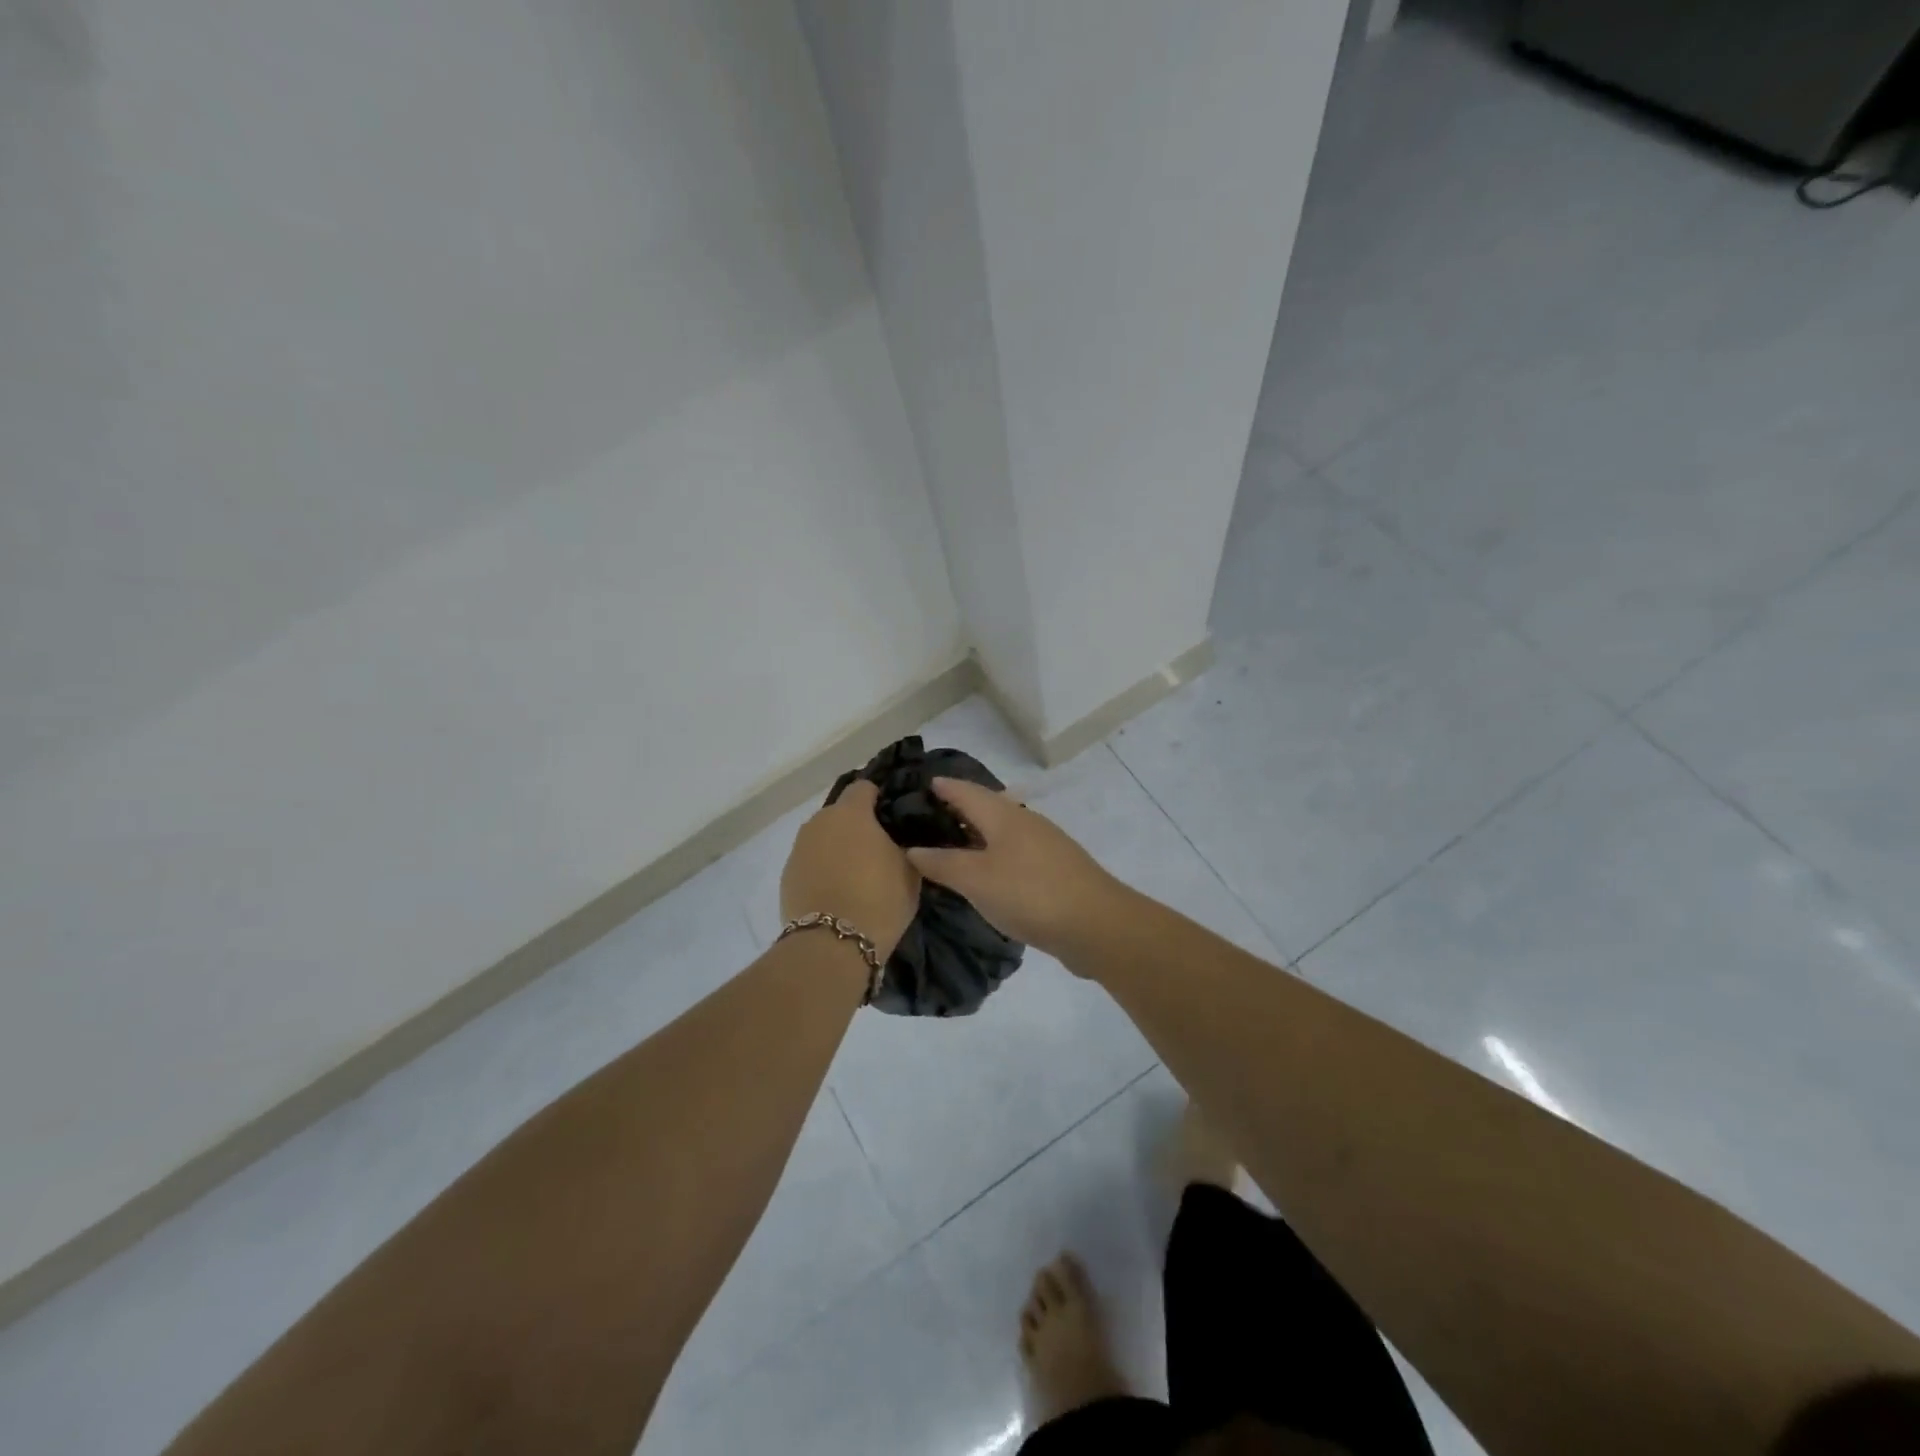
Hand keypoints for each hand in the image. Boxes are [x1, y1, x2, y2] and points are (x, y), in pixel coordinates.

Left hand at [780, 780, 919, 958]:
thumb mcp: (910, 869)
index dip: (880, 799)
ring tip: (857, 875)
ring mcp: (798, 849)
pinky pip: (811, 863)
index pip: (865, 787)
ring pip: (824, 839)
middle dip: (858, 826)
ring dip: (838, 849)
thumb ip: (904, 845)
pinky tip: (837, 893)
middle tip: (878, 850)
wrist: (832, 944)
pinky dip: (823, 871)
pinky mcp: (786, 876)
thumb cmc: (879, 899)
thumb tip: (898, 841)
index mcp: (851, 812)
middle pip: (841, 814)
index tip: (893, 819)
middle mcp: (819, 822)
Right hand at [904, 778, 1124, 962]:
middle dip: (957, 809)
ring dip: (975, 834)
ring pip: (1001, 831)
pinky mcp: (1055, 870)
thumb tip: (911, 849)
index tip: (917, 784)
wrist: (1096, 924)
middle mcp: (1024, 822)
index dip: (942, 786)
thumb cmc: (1030, 893)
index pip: (965, 790)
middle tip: (924, 819)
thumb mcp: (976, 879)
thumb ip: (942, 863)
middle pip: (985, 807)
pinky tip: (985, 875)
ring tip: (949, 847)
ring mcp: (1044, 845)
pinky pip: (1014, 853)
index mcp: (1003, 815)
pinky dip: (992, 855)